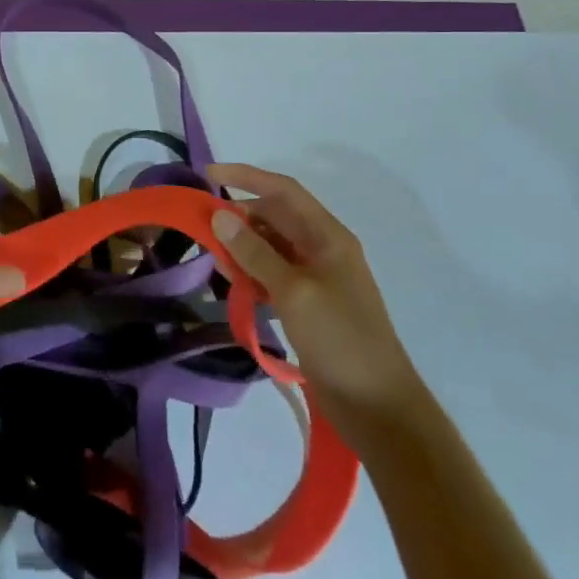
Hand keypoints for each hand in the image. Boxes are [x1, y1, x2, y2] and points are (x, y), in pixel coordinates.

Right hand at [207, 163, 426, 443]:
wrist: (377, 404)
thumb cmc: (340, 339)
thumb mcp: (294, 291)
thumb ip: (255, 252)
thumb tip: (220, 215)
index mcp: (328, 237)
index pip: (283, 191)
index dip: (246, 177)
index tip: (208, 174)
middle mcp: (321, 250)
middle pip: (274, 217)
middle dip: (238, 217)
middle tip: (202, 228)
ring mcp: (315, 278)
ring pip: (269, 247)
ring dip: (241, 248)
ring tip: (213, 259)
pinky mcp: (306, 304)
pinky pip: (271, 275)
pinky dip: (250, 274)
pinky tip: (232, 285)